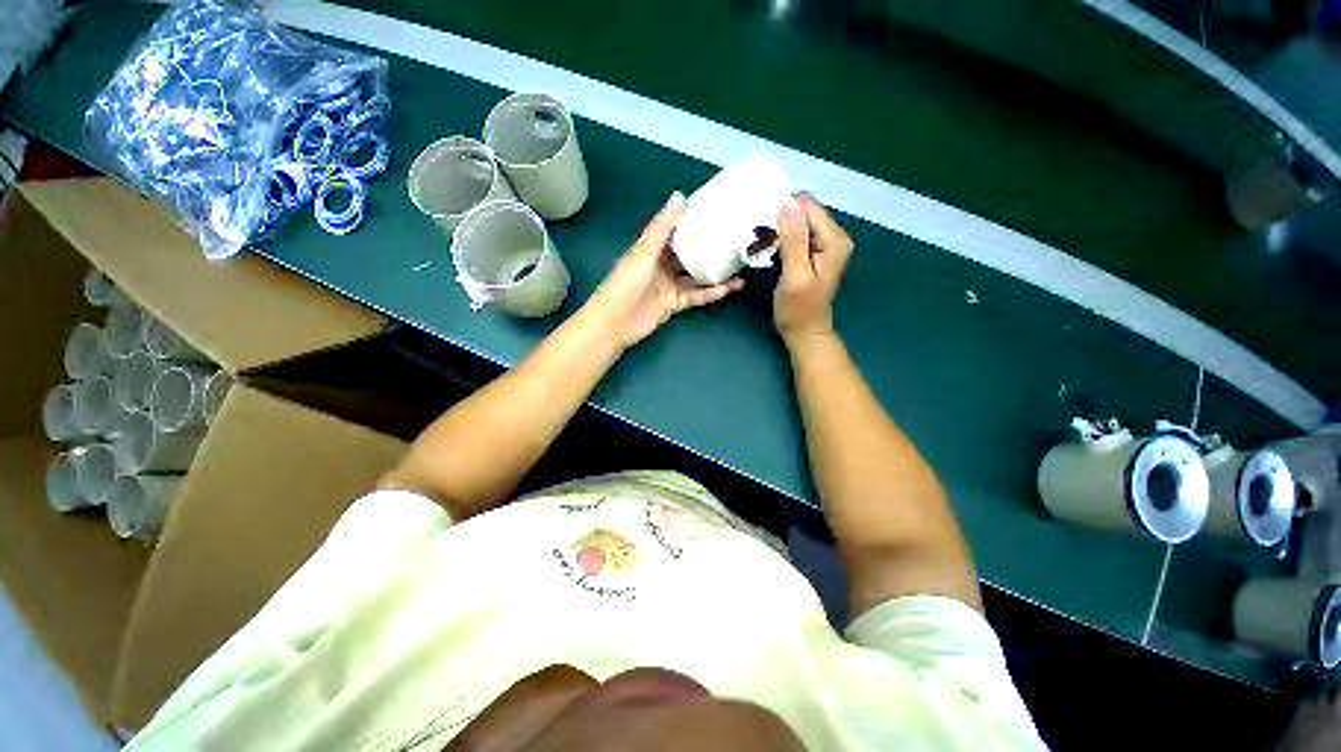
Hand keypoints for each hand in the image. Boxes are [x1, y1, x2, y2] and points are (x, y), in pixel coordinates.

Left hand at [582, 192, 743, 350]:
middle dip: (710, 247)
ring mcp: (669, 285)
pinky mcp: (675, 304)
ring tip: (741, 265)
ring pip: (697, 276)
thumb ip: (662, 227)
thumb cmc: (626, 283)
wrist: (615, 323)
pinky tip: (729, 288)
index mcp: (653, 248)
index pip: (677, 230)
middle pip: (690, 253)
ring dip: (716, 272)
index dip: (695, 220)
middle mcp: (663, 264)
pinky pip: (696, 296)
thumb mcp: (644, 252)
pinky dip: (711, 293)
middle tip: (736, 239)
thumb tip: (680, 195)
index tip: (718, 210)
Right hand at [774, 193, 853, 345]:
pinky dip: (780, 240)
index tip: (763, 230)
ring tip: (761, 247)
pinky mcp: (813, 252)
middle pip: (803, 212)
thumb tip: (787, 202)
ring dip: (777, 232)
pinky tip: (769, 251)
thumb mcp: (795, 276)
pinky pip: (795, 235)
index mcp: (834, 239)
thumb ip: (793, 241)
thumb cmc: (798, 309)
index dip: (783, 213)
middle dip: (780, 222)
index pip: (807, 206)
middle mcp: (834, 236)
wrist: (804, 332)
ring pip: (797, 223)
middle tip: (760, 241)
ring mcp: (824, 244)